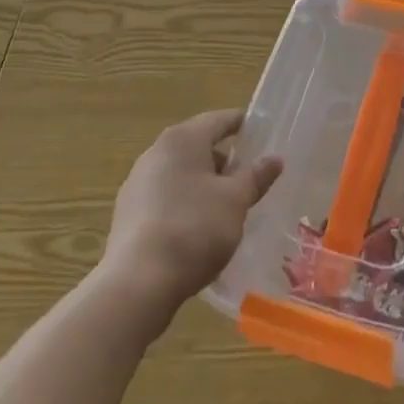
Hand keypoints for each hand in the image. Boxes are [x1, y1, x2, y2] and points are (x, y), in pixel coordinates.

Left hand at [98, 109, 281, 327]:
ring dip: (203, 185)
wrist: (138, 283)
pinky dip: (184, 204)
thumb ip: (256, 176)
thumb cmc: (194, 228)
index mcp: (182, 139)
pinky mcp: (128, 214)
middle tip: (248, 179)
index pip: (218, 120)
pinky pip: (164, 198)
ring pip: (180, 173)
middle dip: (223, 161)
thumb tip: (275, 159)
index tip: (261, 133)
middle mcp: (156, 152)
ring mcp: (137, 183)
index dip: (241, 124)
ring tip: (226, 208)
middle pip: (197, 146)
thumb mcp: (235, 201)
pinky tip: (197, 230)